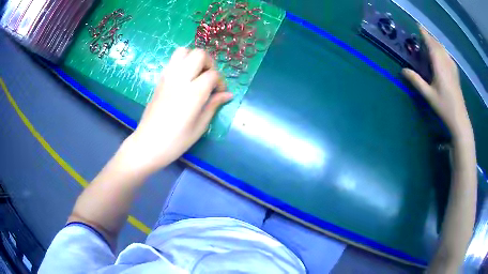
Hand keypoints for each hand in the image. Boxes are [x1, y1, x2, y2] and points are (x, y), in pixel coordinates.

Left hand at [119, 48, 232, 174]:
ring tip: (197, 74)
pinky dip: (182, 62)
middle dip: (209, 63)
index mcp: (193, 93)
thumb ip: (213, 105)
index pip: (213, 74)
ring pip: (183, 51)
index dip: (221, 82)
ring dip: (194, 58)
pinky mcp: (160, 80)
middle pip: (199, 54)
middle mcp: (180, 79)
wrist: (147, 144)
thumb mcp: (200, 127)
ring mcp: (167, 77)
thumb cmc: (176, 141)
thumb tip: (228, 94)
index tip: (219, 94)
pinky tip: (185, 78)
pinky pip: (173, 61)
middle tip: (210, 78)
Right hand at [402, 27, 471, 138]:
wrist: (459, 118)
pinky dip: (442, 50)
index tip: (417, 26)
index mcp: (439, 65)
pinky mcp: (455, 72)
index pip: (431, 44)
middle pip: (437, 44)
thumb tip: (403, 70)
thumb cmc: (444, 106)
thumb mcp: (428, 94)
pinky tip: (440, 54)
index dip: (424, 34)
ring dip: (435, 43)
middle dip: (429, 37)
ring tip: (429, 42)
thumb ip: (416, 81)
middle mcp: (446, 62)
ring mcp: (452, 66)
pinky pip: (447, 55)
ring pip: (443, 49)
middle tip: (421, 34)